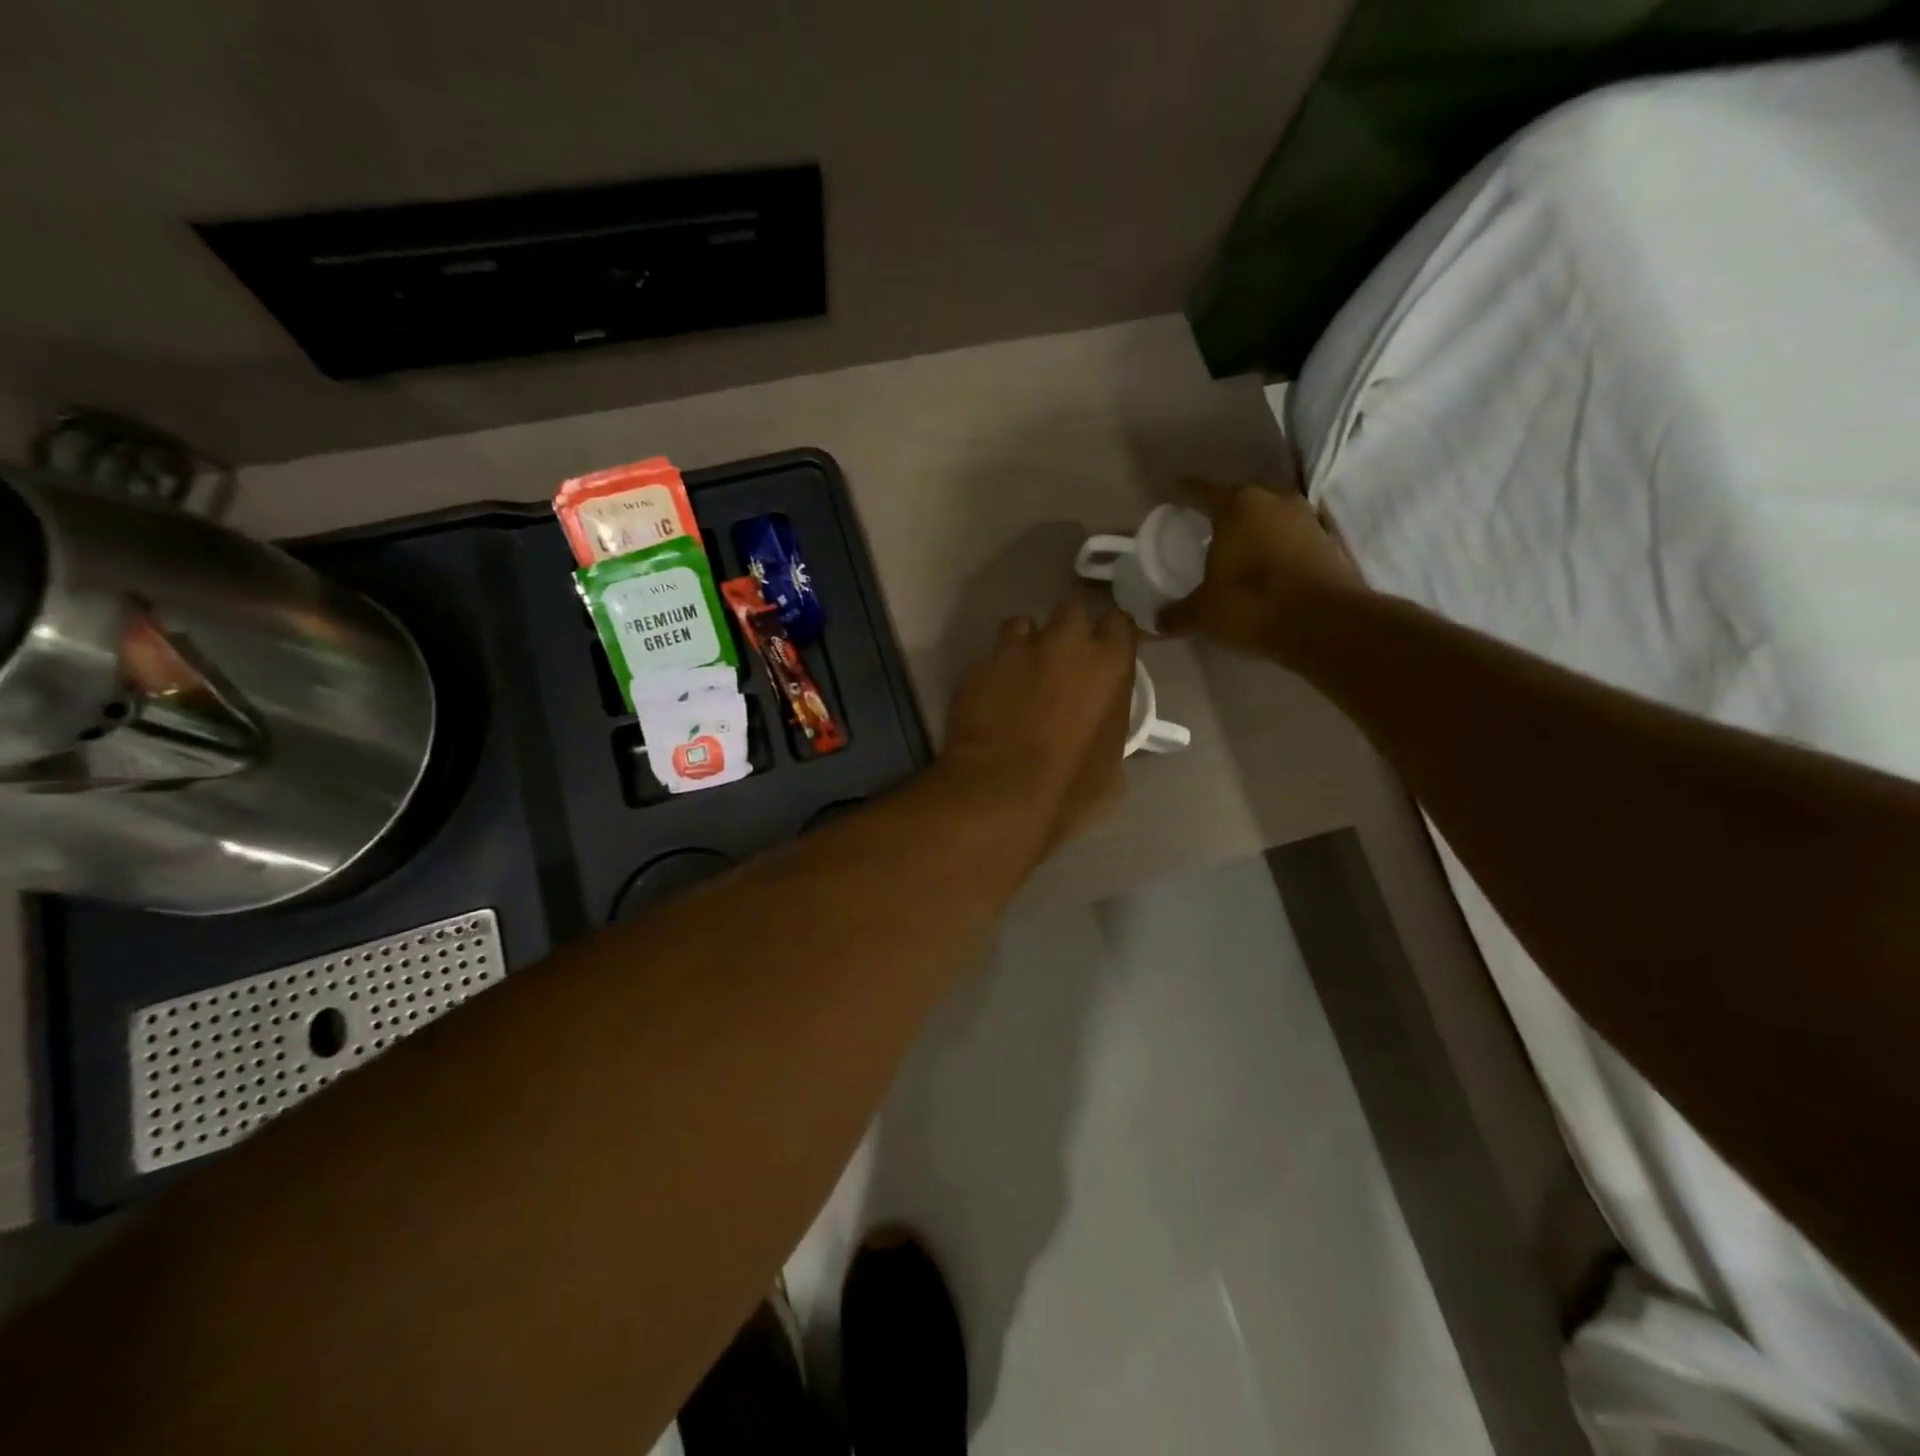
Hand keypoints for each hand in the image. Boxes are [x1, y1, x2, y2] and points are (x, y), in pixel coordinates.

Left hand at [941, 591, 1137, 849]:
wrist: (997, 795)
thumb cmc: (1067, 790)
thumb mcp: (1112, 771)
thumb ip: (1111, 731)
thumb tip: (1102, 728)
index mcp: (1109, 664)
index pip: (1119, 622)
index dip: (1111, 637)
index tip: (1106, 654)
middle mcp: (1065, 642)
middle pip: (1071, 608)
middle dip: (1069, 628)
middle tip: (1063, 659)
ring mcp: (1017, 649)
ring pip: (1023, 624)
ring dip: (1026, 642)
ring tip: (1020, 673)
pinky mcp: (978, 665)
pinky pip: (990, 655)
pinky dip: (994, 670)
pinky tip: (991, 697)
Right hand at [1158, 479, 1364, 654]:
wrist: (1325, 625)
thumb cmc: (1252, 604)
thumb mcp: (1203, 614)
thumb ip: (1177, 614)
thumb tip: (1156, 623)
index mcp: (1237, 505)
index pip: (1202, 490)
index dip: (1184, 492)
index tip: (1173, 491)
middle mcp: (1274, 500)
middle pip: (1240, 498)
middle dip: (1222, 510)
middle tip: (1203, 526)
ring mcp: (1306, 518)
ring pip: (1270, 515)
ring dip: (1253, 528)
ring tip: (1235, 546)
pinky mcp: (1328, 541)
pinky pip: (1291, 536)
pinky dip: (1276, 546)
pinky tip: (1265, 564)